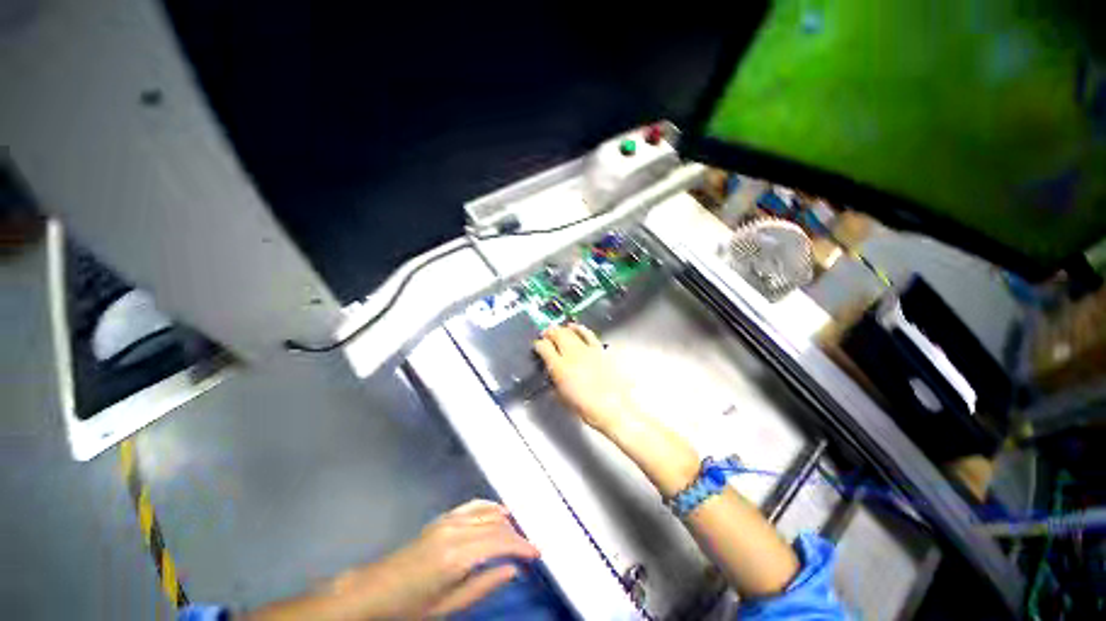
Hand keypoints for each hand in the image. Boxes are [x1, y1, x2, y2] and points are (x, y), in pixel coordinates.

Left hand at [326, 500, 538, 618]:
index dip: (521, 546)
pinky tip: (500, 511)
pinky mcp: (442, 518)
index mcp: (457, 556)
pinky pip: (472, 505)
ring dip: (506, 521)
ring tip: (520, 532)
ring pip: (487, 512)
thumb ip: (483, 585)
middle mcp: (455, 531)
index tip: (536, 552)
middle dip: (516, 535)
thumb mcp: (448, 606)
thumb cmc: (411, 606)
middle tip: (530, 548)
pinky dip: (490, 506)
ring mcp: (448, 520)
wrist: (375, 591)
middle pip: (496, 526)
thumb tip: (512, 570)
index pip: (499, 542)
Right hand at [534, 323, 635, 433]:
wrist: (612, 407)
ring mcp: (586, 350)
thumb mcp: (561, 397)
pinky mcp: (599, 349)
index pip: (543, 347)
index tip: (538, 346)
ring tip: (557, 330)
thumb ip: (554, 381)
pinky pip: (587, 333)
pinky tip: (575, 326)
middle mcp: (571, 355)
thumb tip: (552, 372)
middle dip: (549, 333)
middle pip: (557, 335)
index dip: (538, 345)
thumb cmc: (585, 407)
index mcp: (559, 367)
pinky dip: (579, 328)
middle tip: (546, 334)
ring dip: (561, 329)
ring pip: (570, 332)